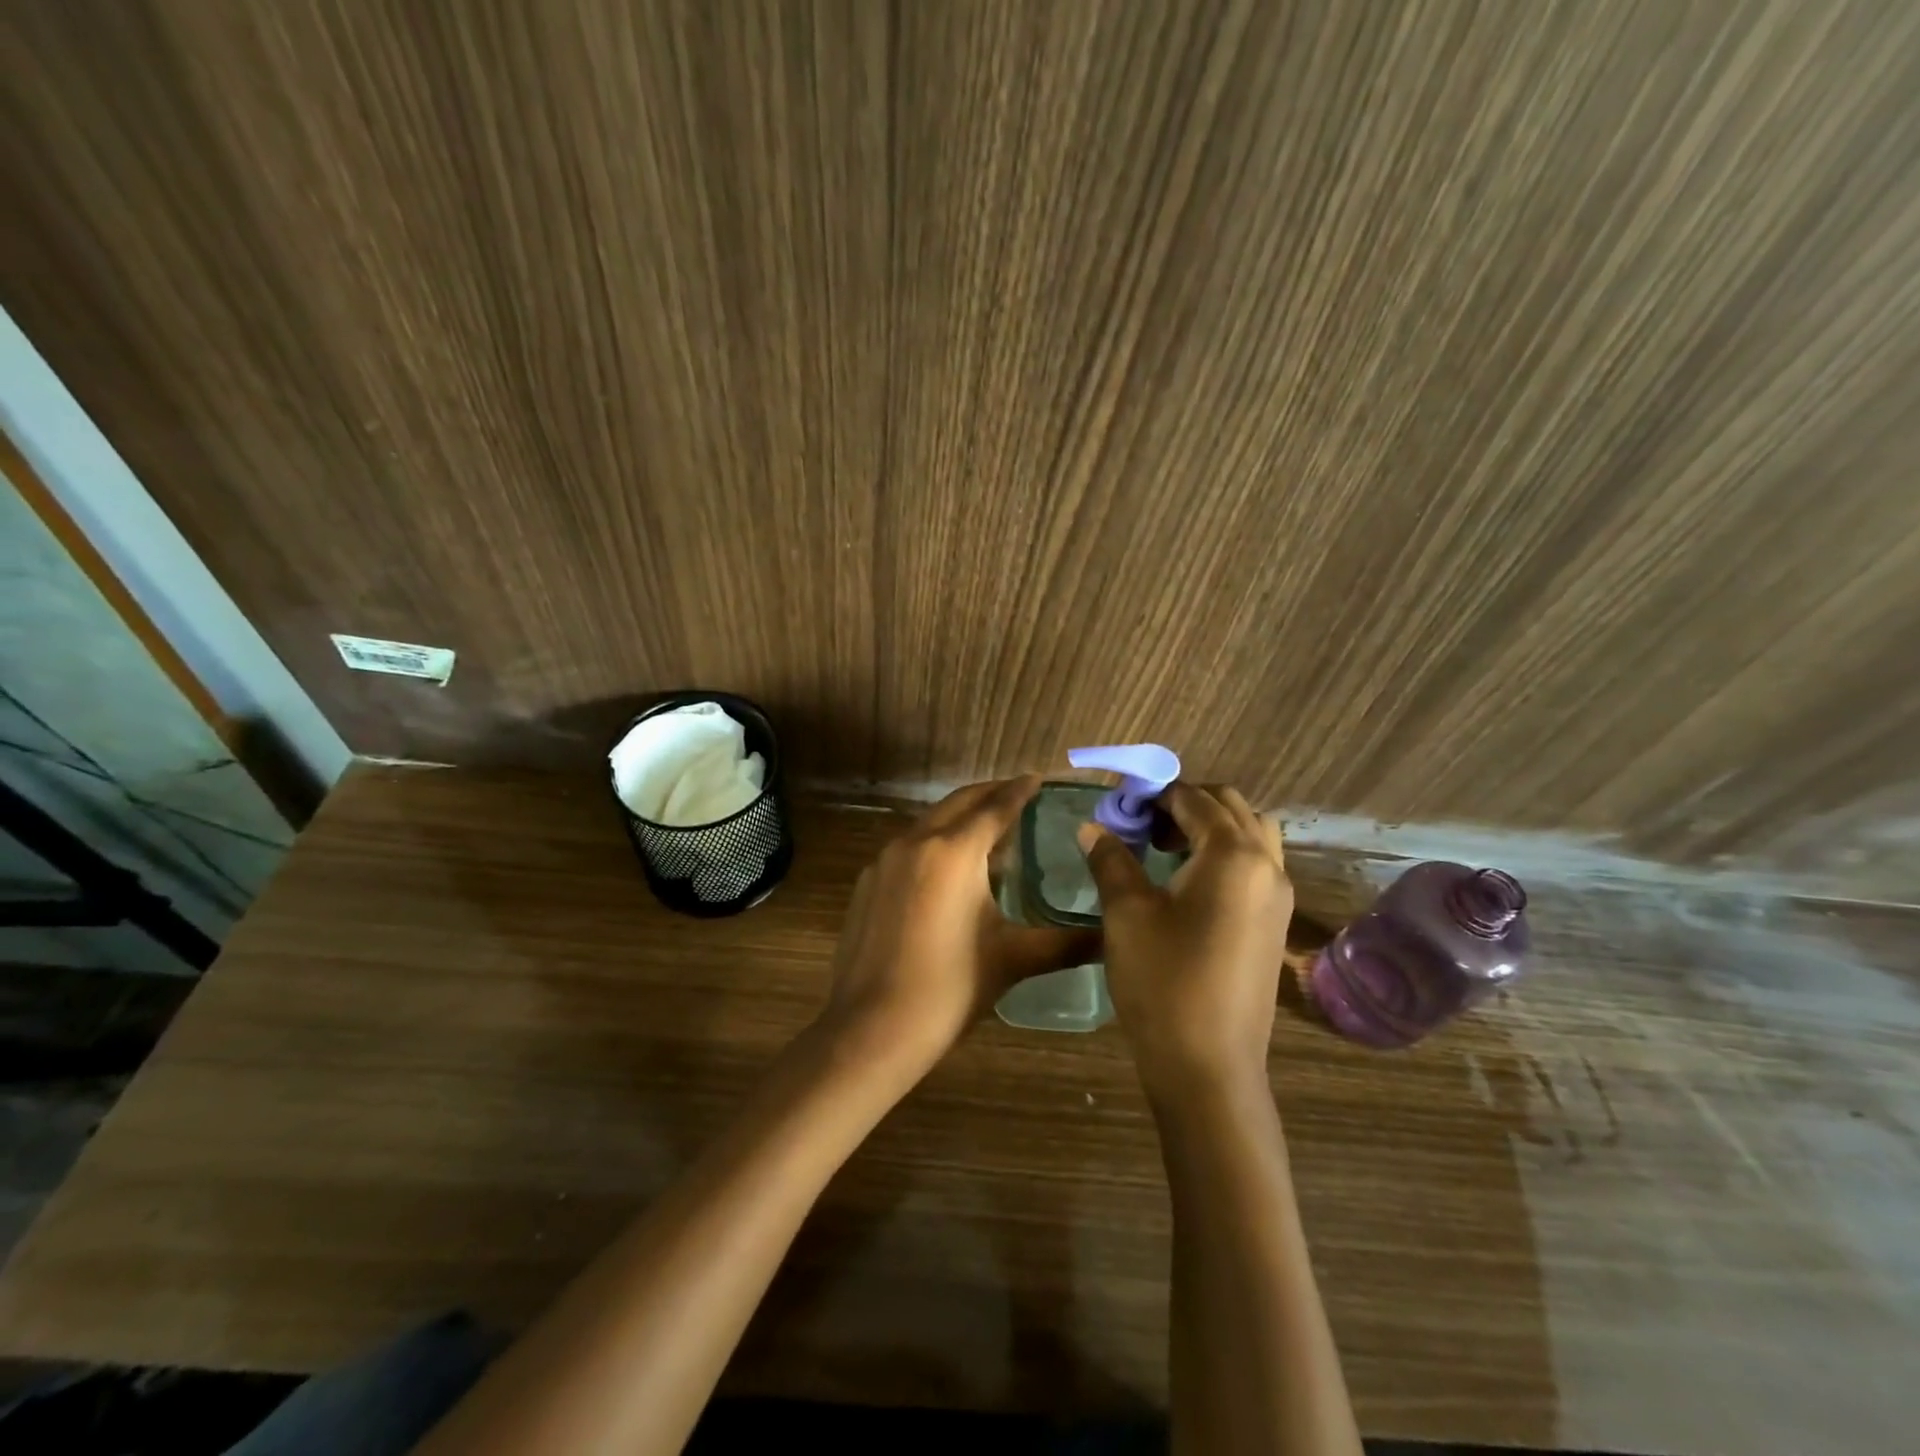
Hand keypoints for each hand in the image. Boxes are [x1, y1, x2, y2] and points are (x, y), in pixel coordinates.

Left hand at [819, 776, 1099, 1076]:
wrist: (871, 1029)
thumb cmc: (950, 989)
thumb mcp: (1013, 960)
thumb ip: (1064, 942)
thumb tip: (1110, 938)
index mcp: (955, 851)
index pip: (995, 807)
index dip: (1019, 790)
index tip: (1037, 778)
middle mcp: (916, 841)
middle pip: (959, 803)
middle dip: (989, 794)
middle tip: (1017, 795)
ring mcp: (884, 860)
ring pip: (929, 823)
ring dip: (960, 818)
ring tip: (988, 831)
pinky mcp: (867, 883)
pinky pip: (908, 847)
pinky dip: (933, 843)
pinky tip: (946, 870)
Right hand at [1078, 783, 1291, 1096]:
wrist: (1208, 1067)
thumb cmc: (1163, 981)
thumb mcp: (1127, 913)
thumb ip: (1111, 859)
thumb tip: (1093, 826)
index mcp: (1233, 854)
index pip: (1193, 799)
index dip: (1153, 793)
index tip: (1119, 803)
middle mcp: (1267, 865)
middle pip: (1230, 808)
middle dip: (1185, 804)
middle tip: (1141, 825)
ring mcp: (1278, 897)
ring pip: (1251, 835)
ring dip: (1211, 827)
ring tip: (1166, 850)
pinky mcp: (1275, 924)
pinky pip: (1256, 865)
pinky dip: (1226, 854)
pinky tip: (1188, 883)